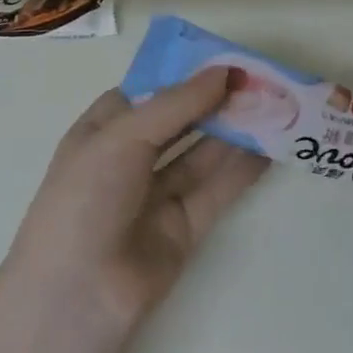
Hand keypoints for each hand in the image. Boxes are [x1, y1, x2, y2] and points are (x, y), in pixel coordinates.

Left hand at [7, 69, 268, 330]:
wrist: (78, 292)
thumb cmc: (86, 197)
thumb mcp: (122, 137)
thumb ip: (176, 104)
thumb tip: (224, 73)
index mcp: (102, 131)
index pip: (146, 93)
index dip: (182, 76)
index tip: (223, 60)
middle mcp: (129, 159)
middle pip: (178, 122)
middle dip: (214, 102)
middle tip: (260, 80)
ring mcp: (156, 195)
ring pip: (201, 155)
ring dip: (234, 133)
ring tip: (274, 107)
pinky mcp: (183, 227)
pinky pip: (216, 191)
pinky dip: (242, 171)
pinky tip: (270, 149)